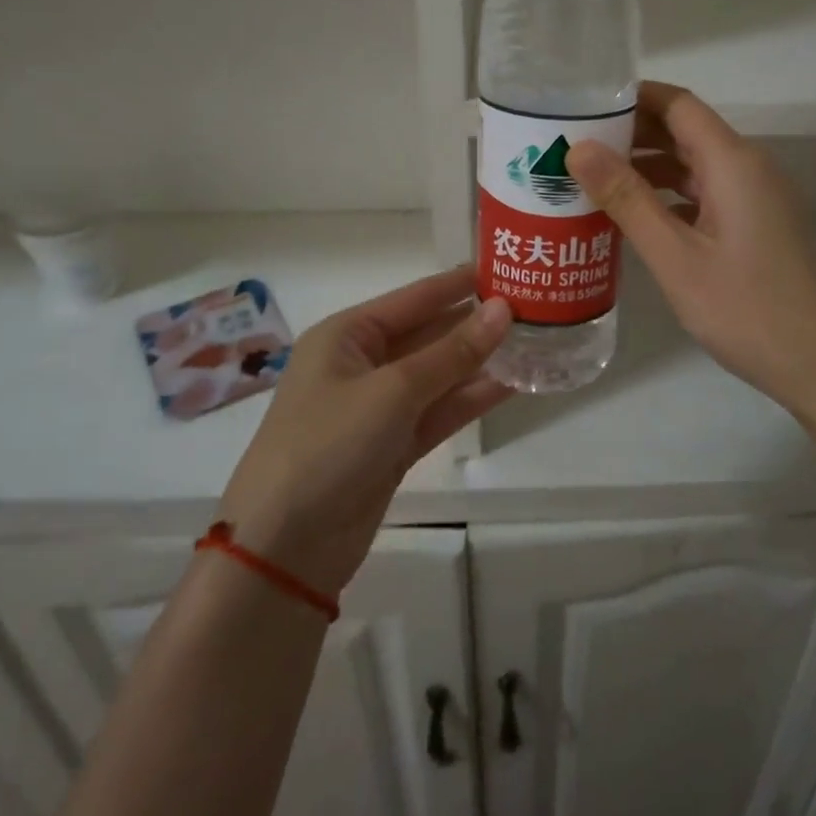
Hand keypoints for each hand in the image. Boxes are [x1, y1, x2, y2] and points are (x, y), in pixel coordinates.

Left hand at [218, 268, 511, 594]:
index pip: (414, 298)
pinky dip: (469, 399)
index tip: (506, 267)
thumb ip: (453, 351)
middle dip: (475, 324)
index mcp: (347, 336)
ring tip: (533, 344)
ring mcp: (378, 408)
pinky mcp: (392, 446)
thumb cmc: (329, 444)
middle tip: (532, 308)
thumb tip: (504, 309)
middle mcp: (362, 364)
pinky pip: (437, 411)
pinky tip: (511, 385)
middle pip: (428, 334)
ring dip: (479, 363)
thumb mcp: (394, 390)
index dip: (459, 284)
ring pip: (438, 375)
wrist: (283, 548)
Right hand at [566, 82, 815, 451]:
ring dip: (648, 166)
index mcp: (733, 162)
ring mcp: (757, 198)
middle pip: (686, 130)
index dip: (632, 97)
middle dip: (632, 133)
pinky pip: (707, 194)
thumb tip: (579, 148)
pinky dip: (669, 195)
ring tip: (592, 179)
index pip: (678, 104)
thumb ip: (628, 199)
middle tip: (574, 145)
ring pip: (695, 164)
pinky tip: (635, 216)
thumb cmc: (747, 309)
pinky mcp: (758, 225)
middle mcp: (749, 168)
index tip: (583, 105)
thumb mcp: (676, 257)